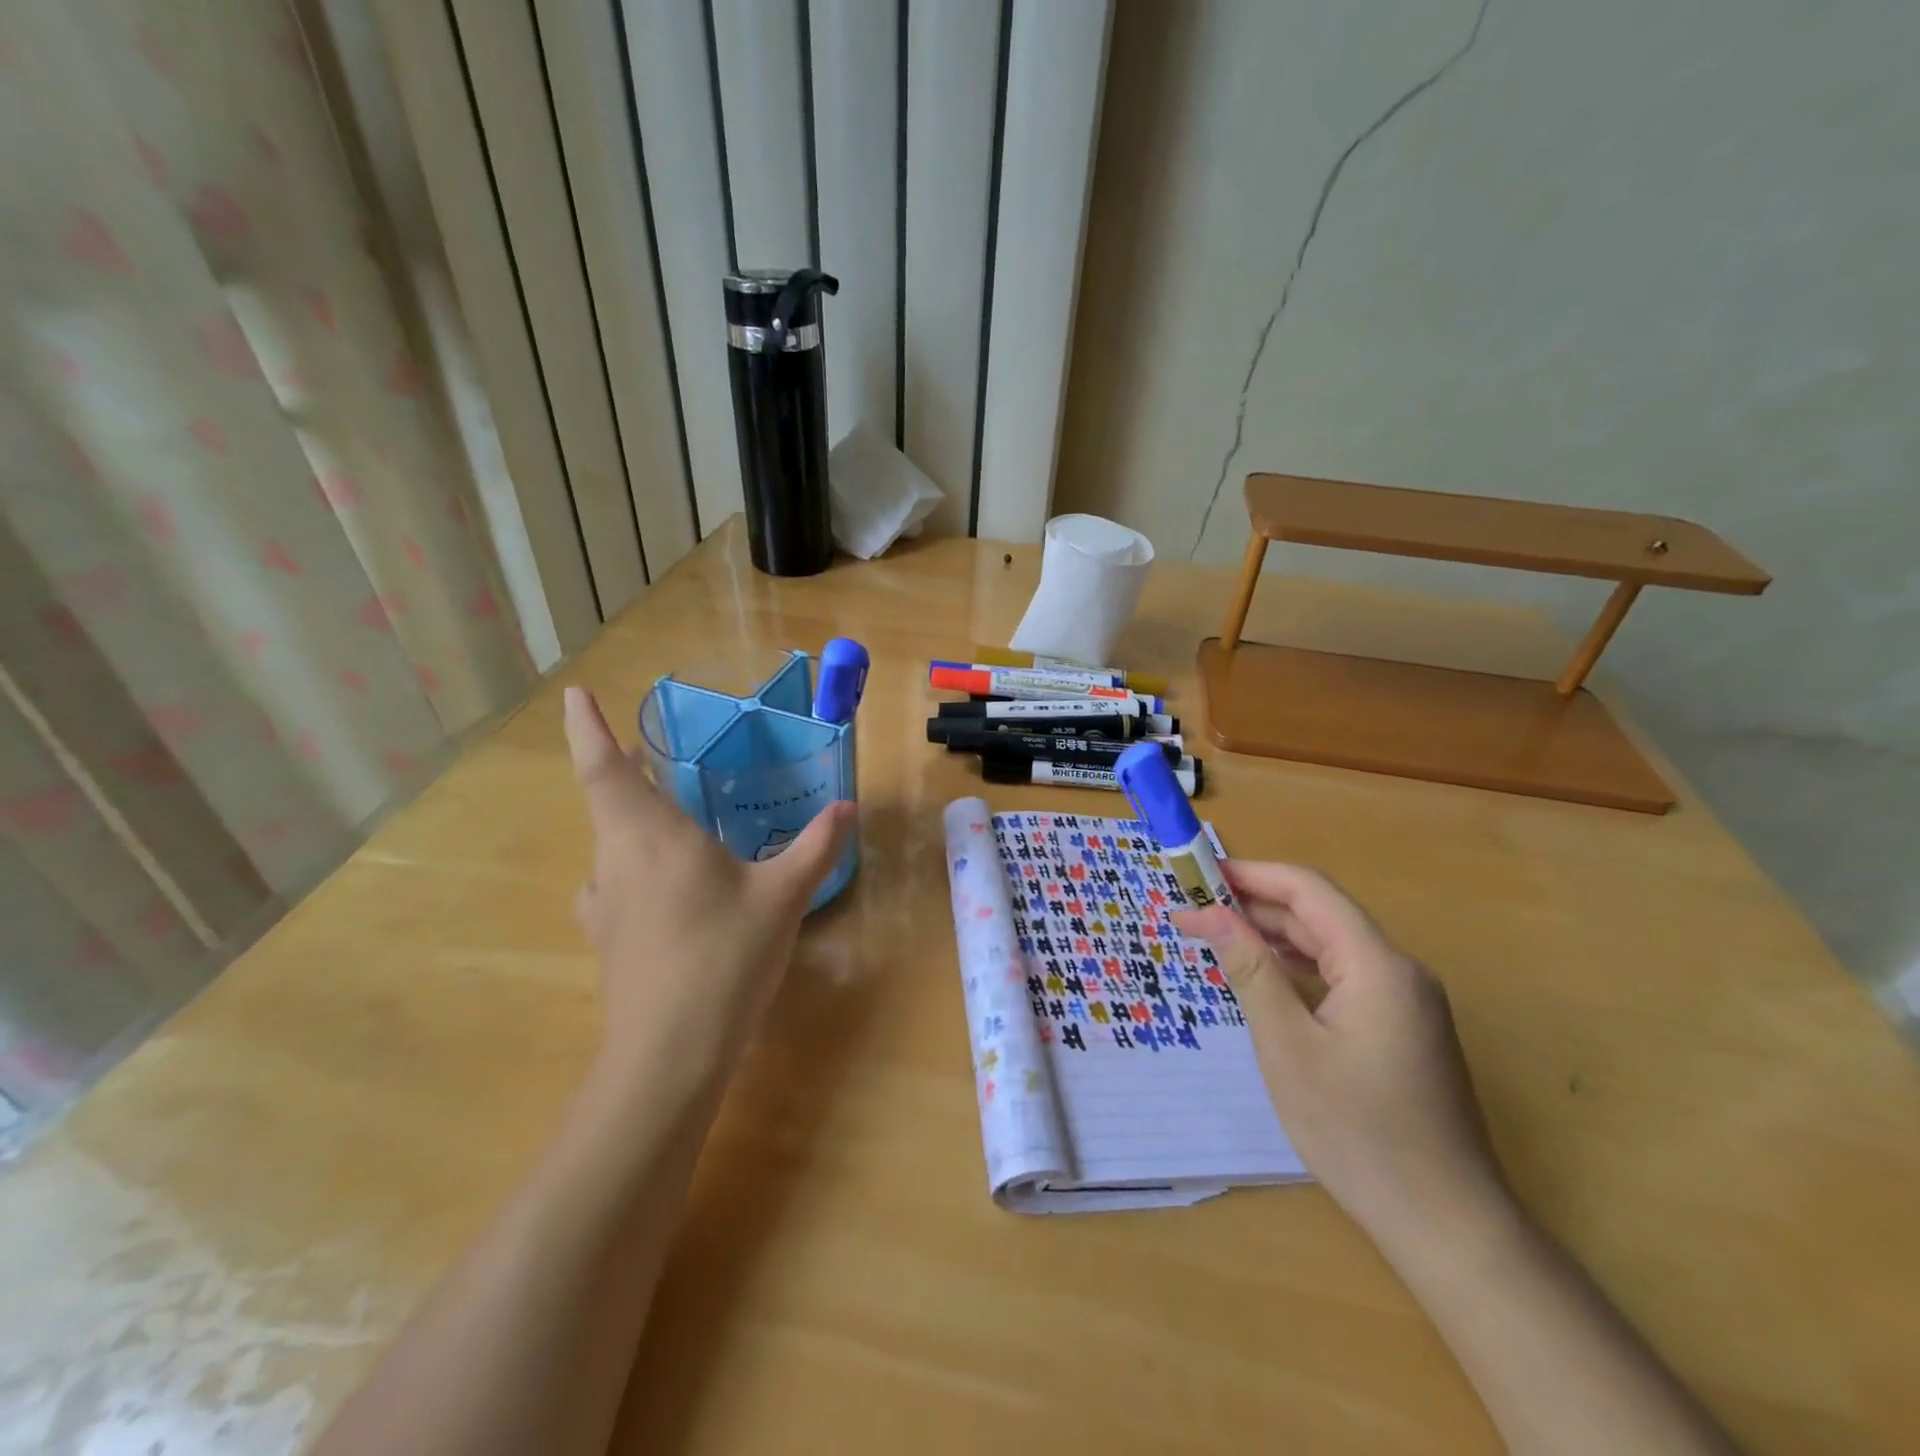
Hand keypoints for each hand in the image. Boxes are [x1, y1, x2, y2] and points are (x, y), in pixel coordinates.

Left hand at [564, 687, 855, 1098]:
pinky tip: (662, 885)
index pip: (603, 767)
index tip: (576, 695)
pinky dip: (632, 864)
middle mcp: (616, 860)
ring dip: (629, 817)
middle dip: (624, 769)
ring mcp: (605, 903)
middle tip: (656, 752)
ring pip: (610, 842)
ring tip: (667, 812)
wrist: (670, 1054)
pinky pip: (613, 882)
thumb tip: (846, 808)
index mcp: (650, 835)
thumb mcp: (783, 897)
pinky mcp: (608, 938)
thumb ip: (815, 847)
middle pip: (607, 800)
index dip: (586, 727)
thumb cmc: (725, 956)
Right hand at [1171, 862, 1507, 1243]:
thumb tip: (1209, 914)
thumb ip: (1250, 970)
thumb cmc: (1357, 1132)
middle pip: (1319, 915)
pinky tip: (1264, 976)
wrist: (1445, 1224)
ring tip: (1216, 936)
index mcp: (1377, 964)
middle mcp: (1398, 970)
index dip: (1251, 875)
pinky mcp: (1402, 1027)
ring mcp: (1405, 1000)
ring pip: (1330, 945)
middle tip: (1193, 910)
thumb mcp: (1288, 1047)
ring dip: (1273, 935)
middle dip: (1255, 906)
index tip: (1198, 875)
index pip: (1309, 890)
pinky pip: (1341, 976)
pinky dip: (1297, 967)